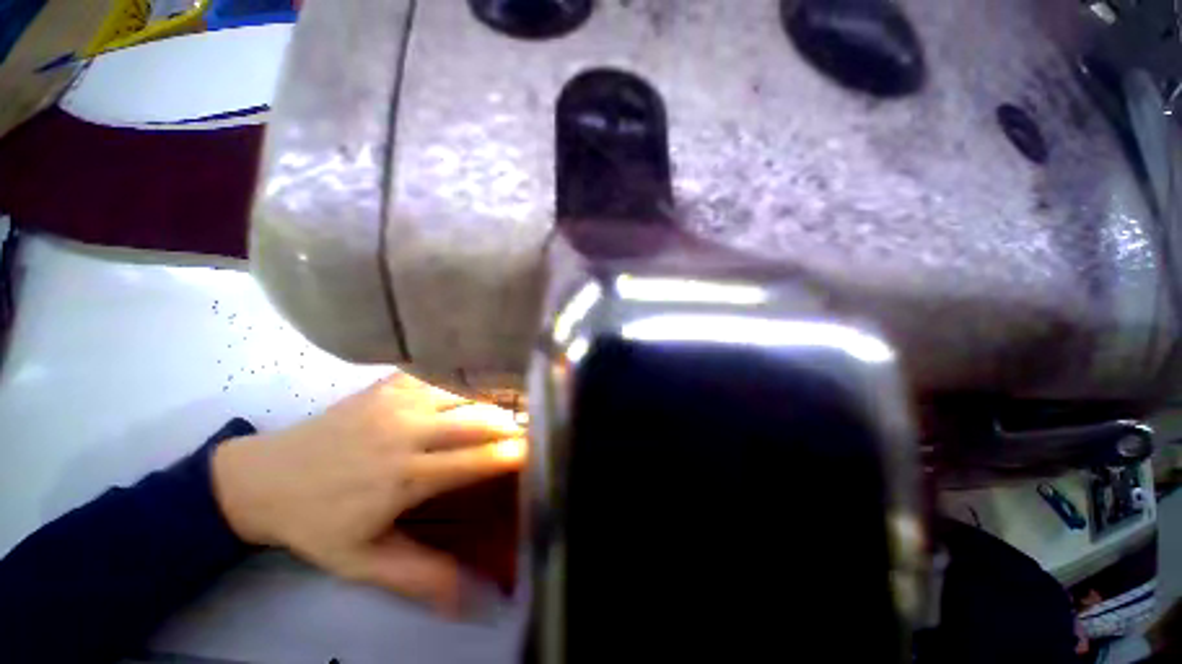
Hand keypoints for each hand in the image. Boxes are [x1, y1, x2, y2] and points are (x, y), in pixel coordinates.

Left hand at [210, 373, 524, 612]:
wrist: (265, 478)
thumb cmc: (316, 522)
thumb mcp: (361, 563)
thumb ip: (416, 577)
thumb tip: (469, 601)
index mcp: (404, 477)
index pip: (475, 460)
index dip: (511, 455)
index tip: (537, 451)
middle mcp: (407, 433)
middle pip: (478, 419)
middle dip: (511, 424)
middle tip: (530, 429)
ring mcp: (398, 402)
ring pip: (465, 392)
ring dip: (491, 401)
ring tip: (507, 410)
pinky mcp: (388, 384)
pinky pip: (440, 374)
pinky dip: (463, 380)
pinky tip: (472, 388)